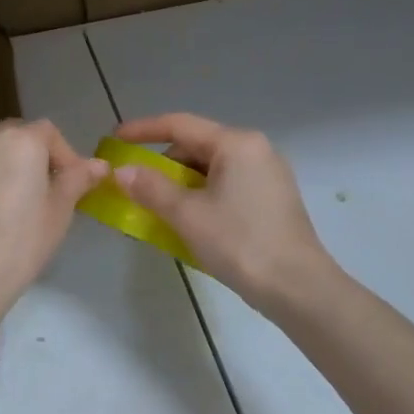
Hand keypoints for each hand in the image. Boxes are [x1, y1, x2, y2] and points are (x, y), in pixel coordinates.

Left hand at [0, 120, 107, 326]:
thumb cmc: (21, 245)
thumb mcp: (59, 213)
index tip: (68, 183)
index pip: (47, 132)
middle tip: (35, 193)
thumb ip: (78, 180)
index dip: (63, 154)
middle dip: (27, 157)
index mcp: (19, 142)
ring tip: (0, 210)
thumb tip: (99, 165)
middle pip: (11, 137)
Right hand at [113, 113, 338, 314]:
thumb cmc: (240, 243)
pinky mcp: (273, 198)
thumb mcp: (187, 215)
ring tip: (159, 210)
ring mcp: (268, 174)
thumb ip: (150, 188)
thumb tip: (122, 171)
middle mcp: (255, 150)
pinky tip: (189, 221)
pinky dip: (202, 196)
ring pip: (211, 168)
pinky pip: (227, 185)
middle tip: (136, 187)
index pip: (180, 125)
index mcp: (236, 143)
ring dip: (181, 185)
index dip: (142, 130)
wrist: (298, 288)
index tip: (114, 140)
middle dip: (162, 165)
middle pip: (196, 146)